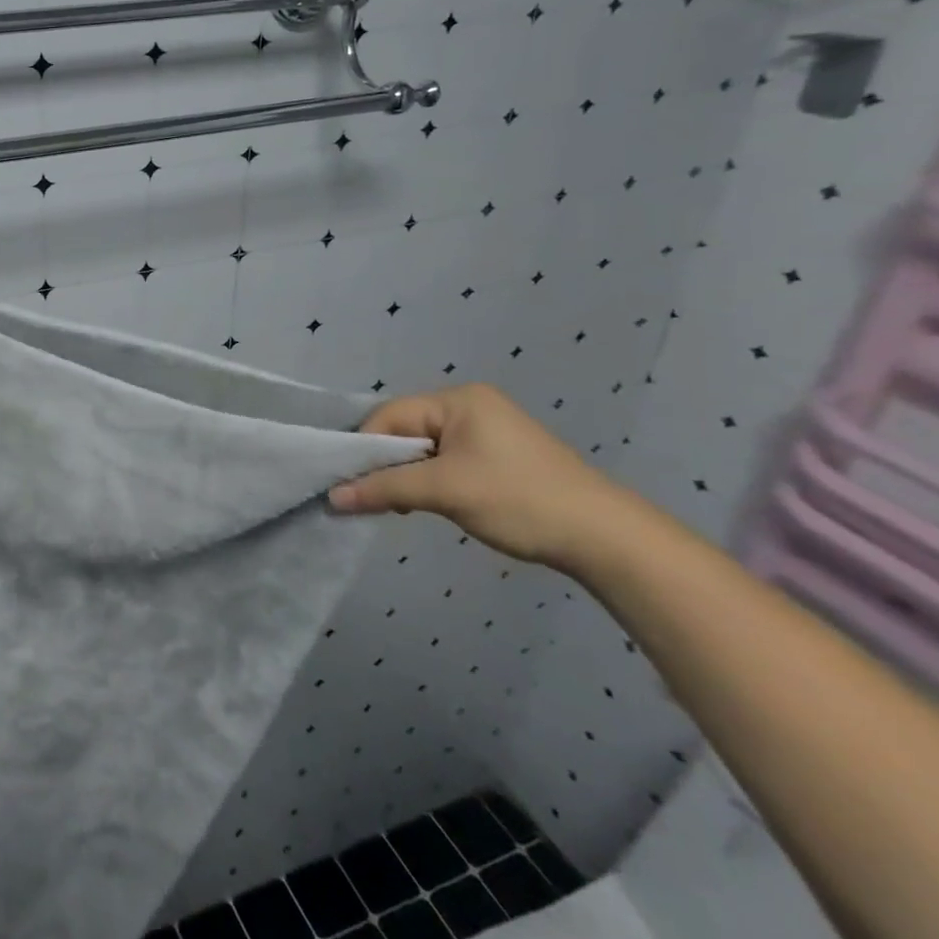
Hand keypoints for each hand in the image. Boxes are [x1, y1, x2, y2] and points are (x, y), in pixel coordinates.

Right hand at [328, 383, 657, 572]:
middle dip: (387, 464)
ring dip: (408, 476)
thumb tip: (332, 497)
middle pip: (405, 430)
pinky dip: (431, 481)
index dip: (367, 449)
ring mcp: (487, 430)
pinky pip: (446, 461)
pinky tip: (431, 504)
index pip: (390, 416)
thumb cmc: (519, 500)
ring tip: (404, 506)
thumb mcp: (444, 491)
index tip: (353, 485)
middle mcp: (470, 406)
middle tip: (376, 499)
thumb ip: (384, 489)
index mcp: (458, 399)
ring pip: (424, 449)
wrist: (606, 539)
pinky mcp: (499, 456)